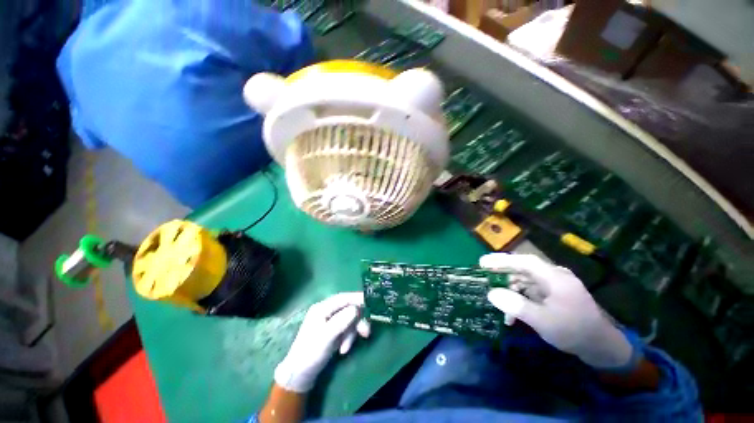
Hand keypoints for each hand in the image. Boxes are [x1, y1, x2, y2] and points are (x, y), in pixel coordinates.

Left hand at [274, 292, 370, 392]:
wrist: (300, 375)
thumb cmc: (310, 353)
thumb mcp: (326, 337)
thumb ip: (341, 321)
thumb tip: (357, 309)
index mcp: (322, 308)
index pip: (343, 298)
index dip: (357, 298)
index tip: (371, 301)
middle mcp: (327, 311)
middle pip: (349, 309)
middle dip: (357, 321)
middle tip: (366, 333)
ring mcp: (331, 321)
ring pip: (350, 320)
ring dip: (352, 333)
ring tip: (346, 348)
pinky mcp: (334, 331)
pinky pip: (347, 329)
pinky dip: (348, 338)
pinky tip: (343, 350)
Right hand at [482, 253, 635, 369]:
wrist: (601, 348)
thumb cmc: (573, 331)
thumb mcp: (543, 321)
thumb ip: (516, 305)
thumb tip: (491, 294)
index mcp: (555, 278)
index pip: (524, 261)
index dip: (502, 260)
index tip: (483, 262)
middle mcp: (554, 277)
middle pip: (523, 269)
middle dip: (503, 274)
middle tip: (484, 278)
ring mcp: (555, 286)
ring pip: (525, 281)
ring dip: (511, 290)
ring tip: (498, 303)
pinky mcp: (554, 295)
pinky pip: (532, 291)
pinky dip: (520, 299)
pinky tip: (513, 315)